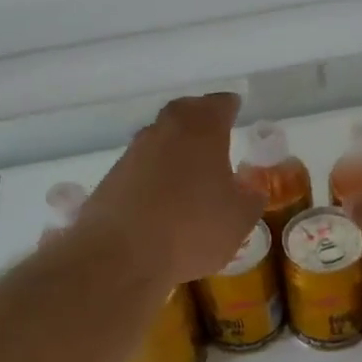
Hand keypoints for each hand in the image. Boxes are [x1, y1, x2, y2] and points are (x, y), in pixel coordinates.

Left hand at [84, 93, 265, 285]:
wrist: (120, 257)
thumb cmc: (192, 230)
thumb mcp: (239, 220)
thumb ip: (250, 198)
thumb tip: (250, 188)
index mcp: (201, 130)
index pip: (219, 104)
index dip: (229, 106)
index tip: (235, 108)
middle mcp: (164, 132)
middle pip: (184, 112)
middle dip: (199, 117)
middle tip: (212, 130)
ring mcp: (133, 154)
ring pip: (159, 138)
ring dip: (174, 146)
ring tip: (189, 168)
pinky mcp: (111, 179)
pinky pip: (141, 166)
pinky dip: (154, 173)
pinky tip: (162, 196)